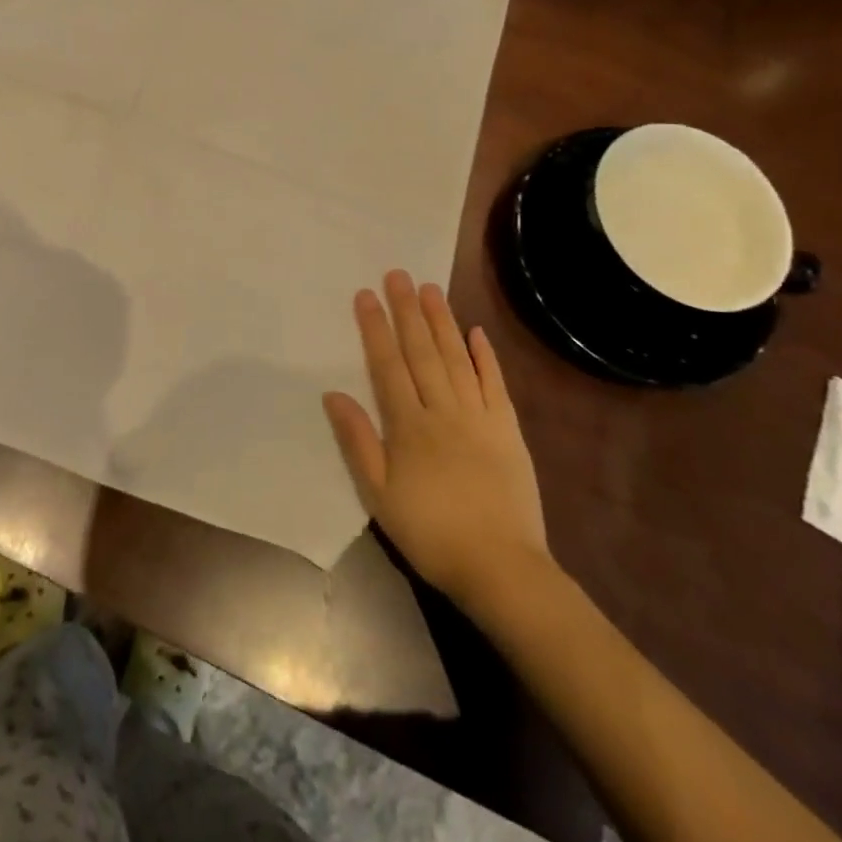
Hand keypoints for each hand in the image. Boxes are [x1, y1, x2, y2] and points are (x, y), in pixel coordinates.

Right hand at [323, 271, 549, 600]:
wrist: (500, 566)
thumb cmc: (429, 532)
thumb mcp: (379, 494)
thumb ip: (357, 441)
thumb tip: (333, 394)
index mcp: (408, 425)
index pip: (388, 365)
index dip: (375, 329)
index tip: (366, 295)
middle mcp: (443, 410)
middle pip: (422, 352)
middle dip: (407, 311)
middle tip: (398, 274)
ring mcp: (479, 417)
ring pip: (457, 358)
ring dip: (442, 322)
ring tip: (430, 289)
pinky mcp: (508, 429)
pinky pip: (495, 384)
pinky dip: (486, 356)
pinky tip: (476, 332)